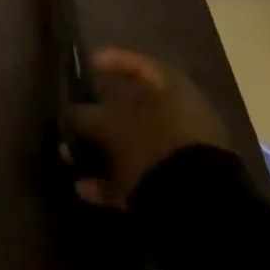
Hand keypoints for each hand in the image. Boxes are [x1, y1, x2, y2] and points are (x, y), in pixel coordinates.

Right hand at [63, 49, 233, 205]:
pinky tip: (86, 190)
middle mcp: (181, 116)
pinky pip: (142, 175)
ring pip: (134, 144)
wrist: (201, 208)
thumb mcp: (111, 125)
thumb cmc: (154, 145)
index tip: (88, 66)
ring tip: (70, 158)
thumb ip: (85, 115)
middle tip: (72, 119)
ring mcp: (183, 153)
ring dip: (101, 151)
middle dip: (98, 116)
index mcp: (172, 89)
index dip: (110, 62)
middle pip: (133, 108)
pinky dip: (115, 181)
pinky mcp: (182, 187)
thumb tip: (67, 112)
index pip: (138, 64)